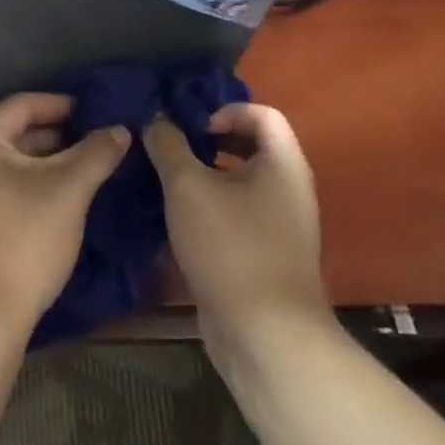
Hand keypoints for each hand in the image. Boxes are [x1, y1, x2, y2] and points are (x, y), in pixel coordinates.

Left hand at [0, 93, 129, 339]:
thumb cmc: (22, 241)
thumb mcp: (67, 191)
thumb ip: (95, 153)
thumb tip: (120, 129)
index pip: (22, 105)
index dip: (63, 105)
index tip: (99, 112)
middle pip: (13, 134)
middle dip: (58, 137)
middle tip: (100, 143)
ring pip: (7, 164)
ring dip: (46, 164)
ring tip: (88, 170)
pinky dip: (29, 186)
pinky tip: (60, 200)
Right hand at [143, 103, 330, 368]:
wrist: (265, 335)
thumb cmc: (230, 246)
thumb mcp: (187, 186)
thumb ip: (168, 145)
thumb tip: (156, 119)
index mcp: (283, 164)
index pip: (262, 113)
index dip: (223, 110)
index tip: (190, 129)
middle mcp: (289, 190)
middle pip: (250, 146)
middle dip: (205, 142)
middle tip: (168, 149)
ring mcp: (279, 225)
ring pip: (239, 183)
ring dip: (201, 177)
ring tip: (162, 182)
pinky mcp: (264, 255)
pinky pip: (235, 215)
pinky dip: (206, 209)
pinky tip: (172, 220)